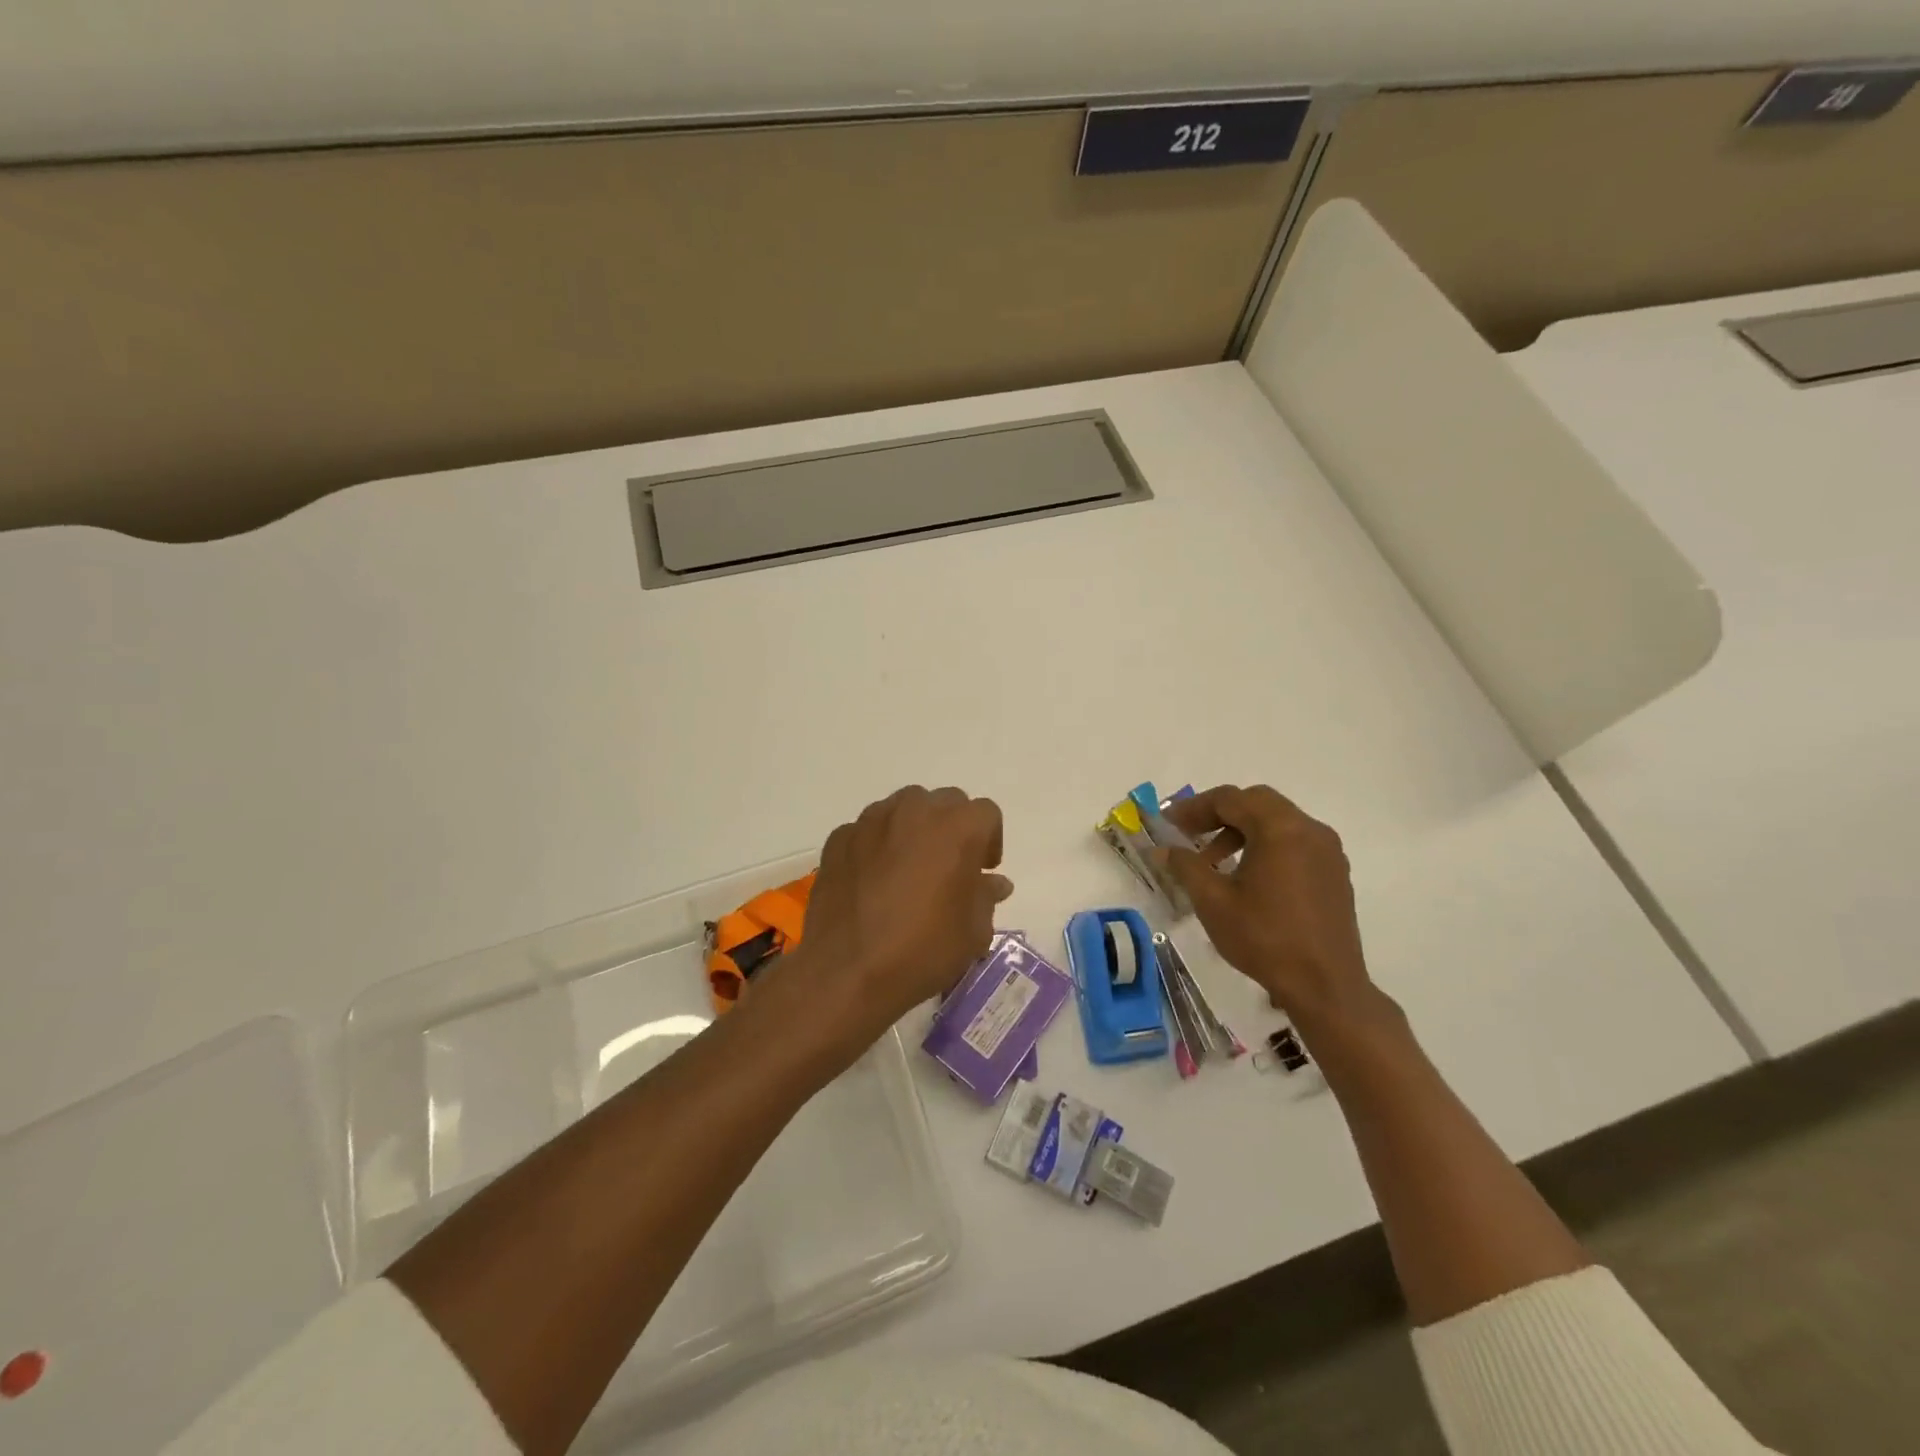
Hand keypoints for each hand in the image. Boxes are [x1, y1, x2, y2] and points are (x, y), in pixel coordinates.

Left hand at [779, 786, 1012, 1056]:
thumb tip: (993, 883)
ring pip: (903, 809)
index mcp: (958, 827)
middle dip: (951, 828)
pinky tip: (872, 881)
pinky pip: (867, 831)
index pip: (986, 814)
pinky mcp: (839, 838)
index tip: (981, 870)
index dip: (989, 841)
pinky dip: (875, 846)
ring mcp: (871, 820)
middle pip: (944, 803)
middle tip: (947, 867)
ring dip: (912, 830)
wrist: (847, 971)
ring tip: (907, 871)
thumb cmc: (923, 950)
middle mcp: (915, 810)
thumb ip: (986, 896)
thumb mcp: (973, 932)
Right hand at [1161, 785, 1374, 1030]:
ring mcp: (1327, 851)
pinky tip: (1248, 877)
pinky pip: (1295, 842)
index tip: (1168, 825)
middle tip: (1190, 834)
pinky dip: (1266, 845)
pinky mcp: (1334, 872)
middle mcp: (1309, 830)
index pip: (1230, 799)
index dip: (1193, 808)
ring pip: (1277, 821)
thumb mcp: (1213, 902)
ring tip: (1215, 861)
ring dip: (1242, 830)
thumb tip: (1162, 849)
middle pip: (1256, 802)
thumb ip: (1186, 866)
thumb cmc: (1265, 939)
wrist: (1325, 986)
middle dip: (1219, 814)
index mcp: (1280, 829)